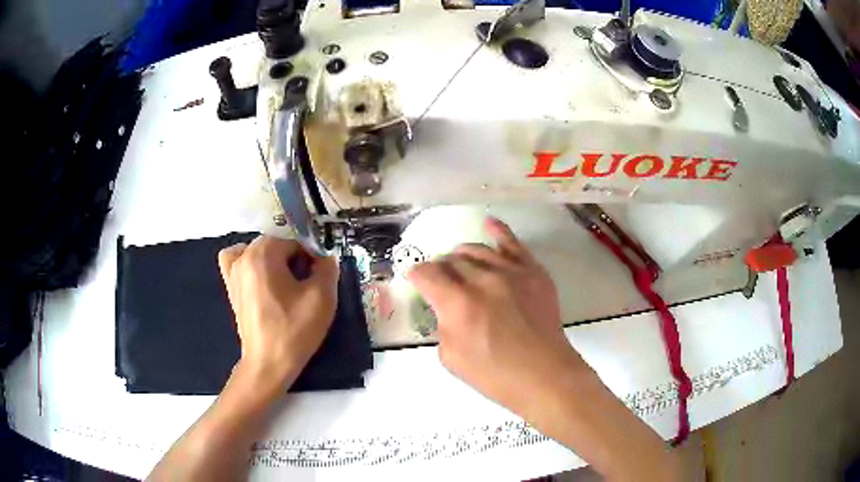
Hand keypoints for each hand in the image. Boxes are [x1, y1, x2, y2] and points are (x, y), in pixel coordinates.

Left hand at [218, 236, 338, 390]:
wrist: (268, 364)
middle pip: (277, 245)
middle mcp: (244, 256)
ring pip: (259, 251)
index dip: (312, 259)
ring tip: (284, 281)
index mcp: (264, 253)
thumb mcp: (322, 298)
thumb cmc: (294, 330)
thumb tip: (325, 258)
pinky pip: (236, 260)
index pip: (296, 242)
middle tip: (306, 286)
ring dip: (274, 260)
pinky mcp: (230, 287)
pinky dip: (248, 262)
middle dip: (295, 260)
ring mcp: (233, 271)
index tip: (319, 279)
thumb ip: (328, 268)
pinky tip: (260, 276)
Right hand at [407, 218, 590, 418]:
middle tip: (440, 280)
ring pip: (477, 250)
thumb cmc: (495, 375)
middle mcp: (483, 280)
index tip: (416, 279)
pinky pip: (513, 244)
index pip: (427, 275)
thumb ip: (442, 324)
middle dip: (440, 268)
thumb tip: (446, 306)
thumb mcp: (451, 357)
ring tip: (458, 261)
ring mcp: (511, 272)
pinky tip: (488, 223)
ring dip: (461, 254)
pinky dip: (499, 231)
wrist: (544, 375)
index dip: (417, 275)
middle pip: (452, 261)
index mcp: (458, 304)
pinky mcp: (533, 272)